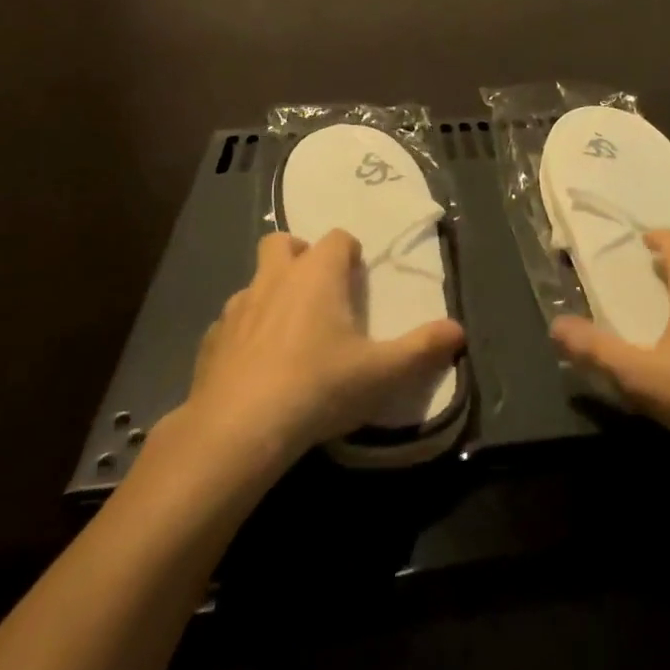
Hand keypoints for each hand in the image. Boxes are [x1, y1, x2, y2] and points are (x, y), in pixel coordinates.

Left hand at [181, 229, 465, 468]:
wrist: (237, 431)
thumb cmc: (317, 388)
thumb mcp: (381, 373)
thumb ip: (422, 349)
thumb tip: (459, 331)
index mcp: (317, 274)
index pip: (337, 238)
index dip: (349, 255)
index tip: (357, 282)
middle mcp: (275, 278)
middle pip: (283, 243)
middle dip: (300, 257)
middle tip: (318, 294)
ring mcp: (237, 307)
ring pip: (255, 282)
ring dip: (271, 295)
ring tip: (289, 335)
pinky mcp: (210, 341)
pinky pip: (231, 323)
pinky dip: (245, 333)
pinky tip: (256, 368)